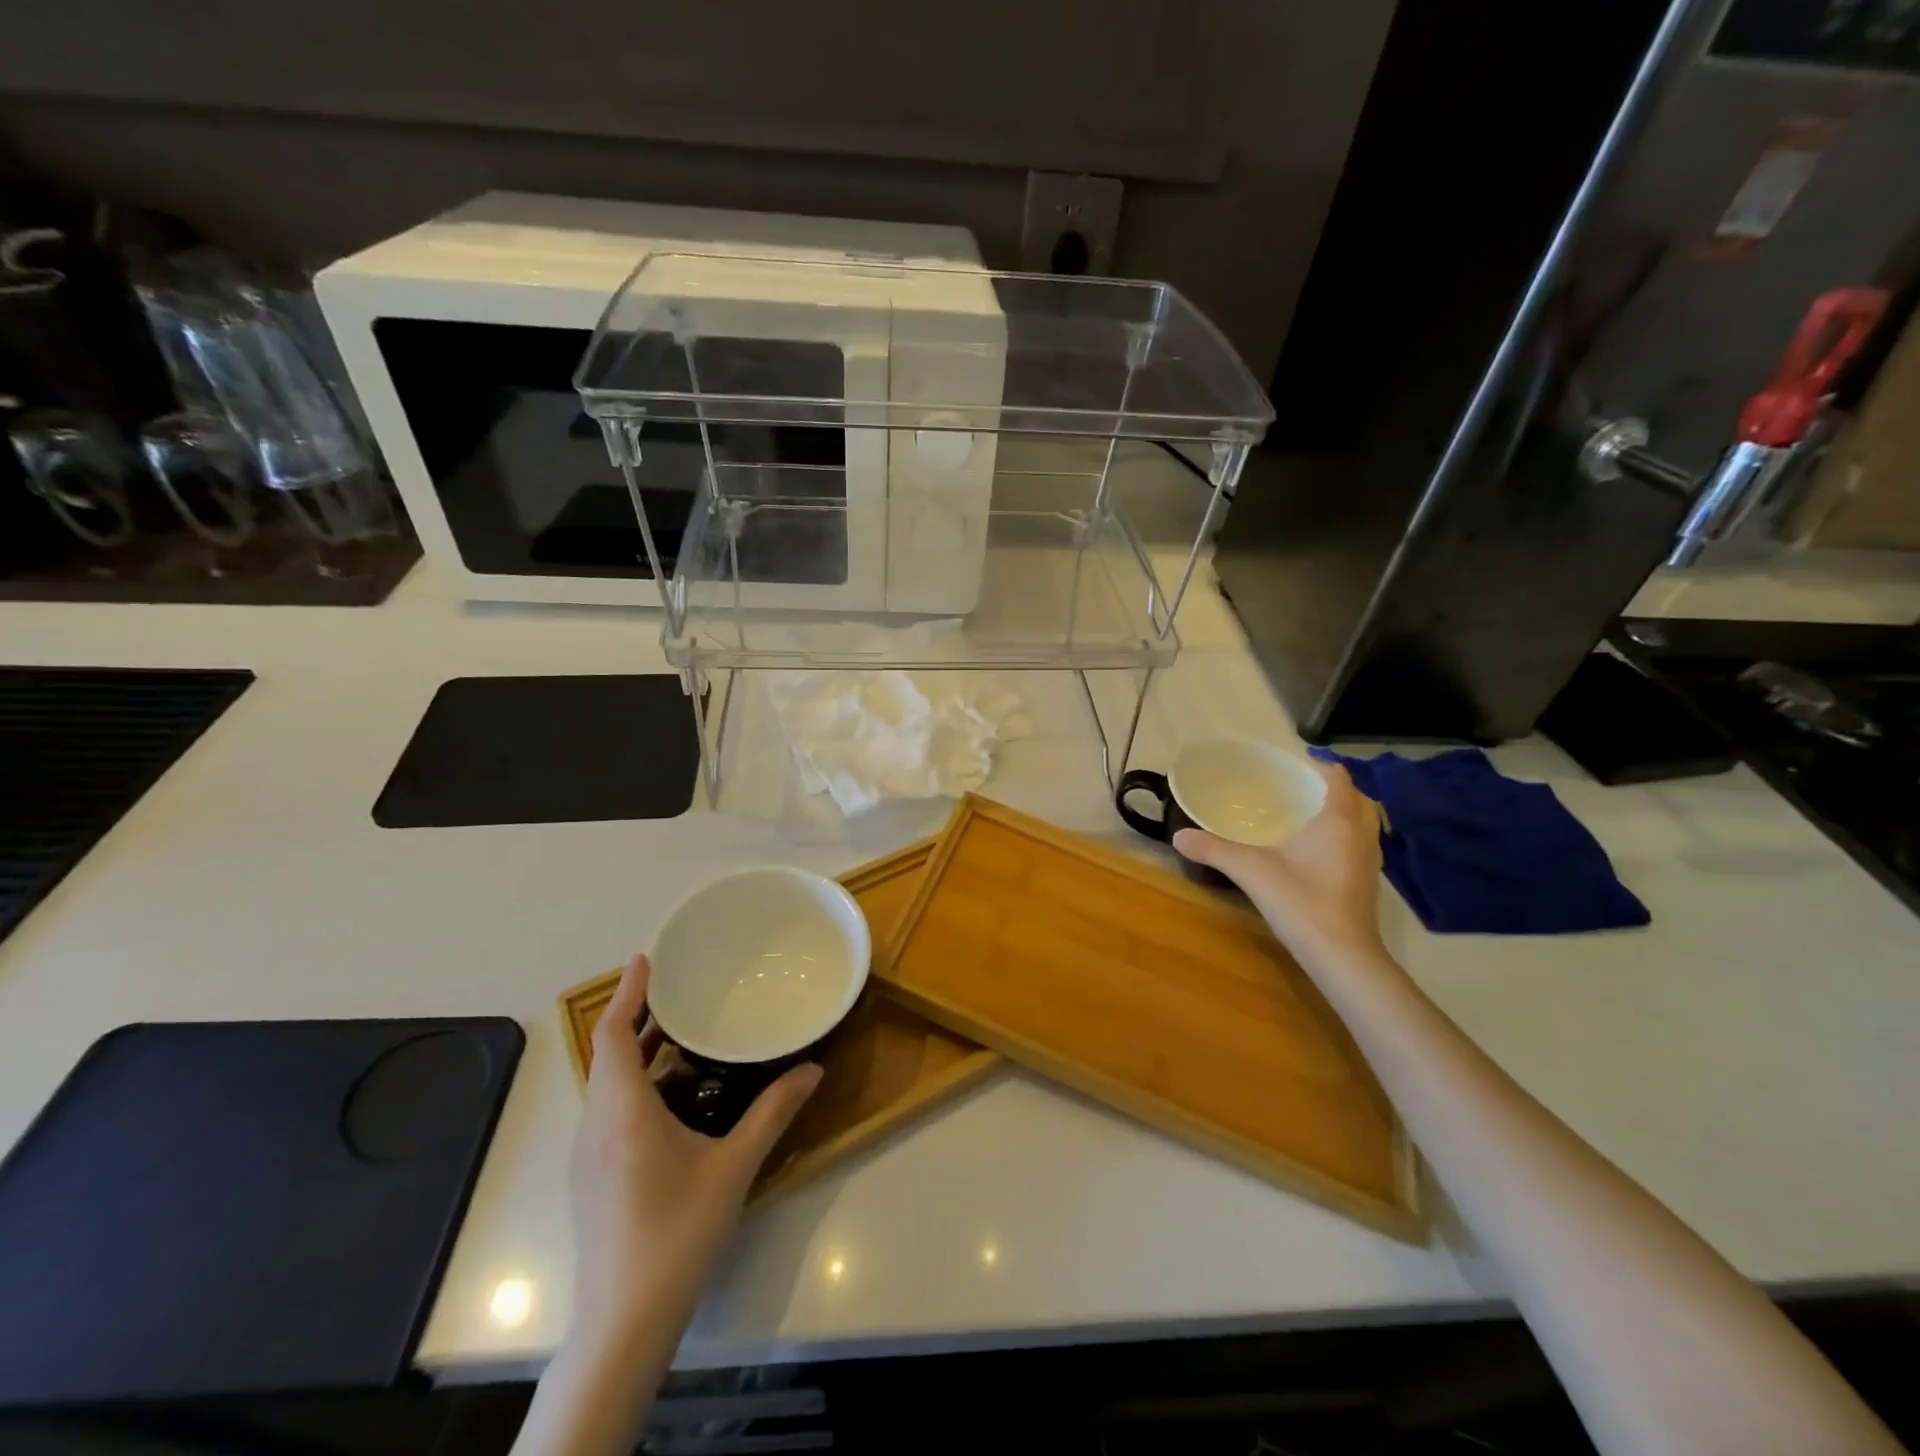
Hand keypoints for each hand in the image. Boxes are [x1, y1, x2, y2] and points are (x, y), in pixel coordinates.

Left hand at [568, 954, 821, 1349]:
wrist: (623, 1324)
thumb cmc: (676, 1234)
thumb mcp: (733, 1168)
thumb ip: (772, 1113)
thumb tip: (813, 1069)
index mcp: (623, 1112)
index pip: (614, 1035)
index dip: (629, 994)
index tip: (646, 959)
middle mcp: (596, 1125)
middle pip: (608, 1055)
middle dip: (639, 1017)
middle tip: (678, 990)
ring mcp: (588, 1155)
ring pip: (607, 1084)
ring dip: (638, 1053)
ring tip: (682, 1035)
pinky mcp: (592, 1178)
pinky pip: (609, 1111)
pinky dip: (636, 1084)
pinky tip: (674, 1098)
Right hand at [1173, 760, 1389, 973]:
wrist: (1342, 956)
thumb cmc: (1301, 901)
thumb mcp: (1250, 870)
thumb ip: (1214, 850)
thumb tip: (1178, 836)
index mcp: (1338, 820)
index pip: (1339, 779)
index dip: (1322, 767)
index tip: (1296, 765)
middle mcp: (1361, 835)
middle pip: (1359, 799)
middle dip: (1336, 789)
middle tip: (1303, 789)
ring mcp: (1370, 862)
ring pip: (1365, 824)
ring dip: (1346, 814)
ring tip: (1312, 816)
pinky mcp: (1368, 884)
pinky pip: (1361, 846)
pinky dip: (1346, 838)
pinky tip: (1319, 853)